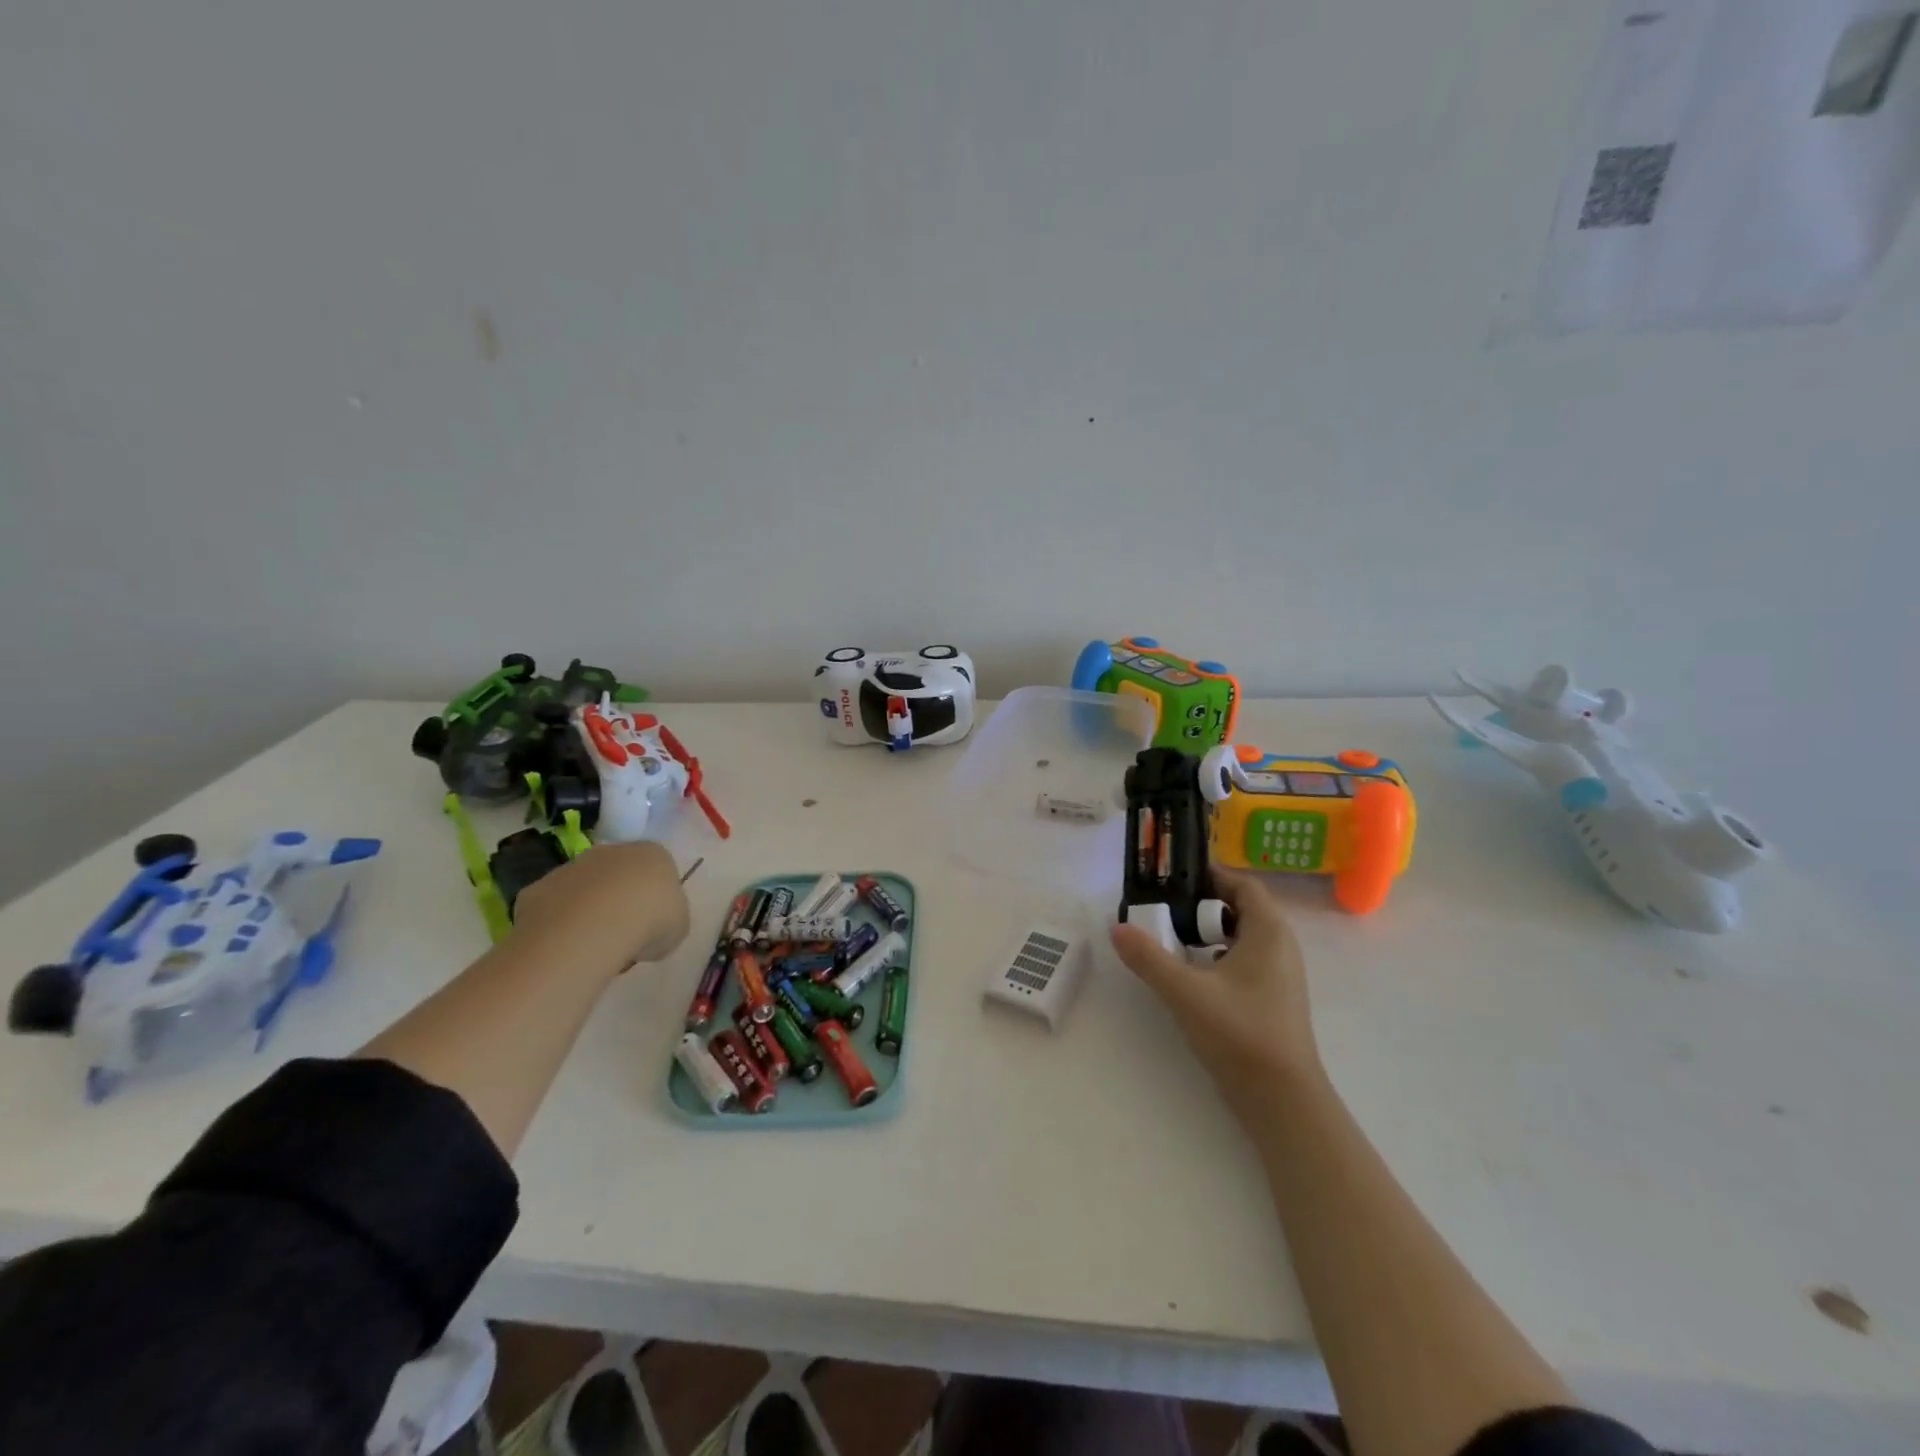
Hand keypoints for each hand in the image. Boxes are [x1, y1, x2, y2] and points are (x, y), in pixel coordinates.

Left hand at [508, 841, 690, 975]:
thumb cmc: (650, 921)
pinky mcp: (538, 888)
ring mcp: (571, 867)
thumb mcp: (678, 927)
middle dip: (620, 901)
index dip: (656, 899)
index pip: (658, 870)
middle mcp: (611, 851)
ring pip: (583, 890)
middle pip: (618, 875)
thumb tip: (651, 930)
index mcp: (653, 854)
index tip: (654, 925)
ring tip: (593, 947)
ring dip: (587, 912)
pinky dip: (558, 925)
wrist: (594, 927)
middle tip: (624, 936)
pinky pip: (553, 909)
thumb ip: (668, 920)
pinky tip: (565, 947)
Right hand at [1110, 868, 1323, 1128]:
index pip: (1243, 885)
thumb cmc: (1239, 1033)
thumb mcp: (1185, 991)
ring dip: (1209, 932)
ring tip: (1172, 937)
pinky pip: (1245, 961)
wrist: (1282, 1101)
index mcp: (1268, 931)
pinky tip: (1192, 973)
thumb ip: (1148, 957)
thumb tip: (1116, 927)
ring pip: (1243, 937)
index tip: (1174, 876)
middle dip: (1203, 904)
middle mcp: (1280, 946)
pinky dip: (1218, 956)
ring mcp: (1280, 975)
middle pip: (1242, 908)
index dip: (1211, 876)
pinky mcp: (1273, 1000)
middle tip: (1164, 906)